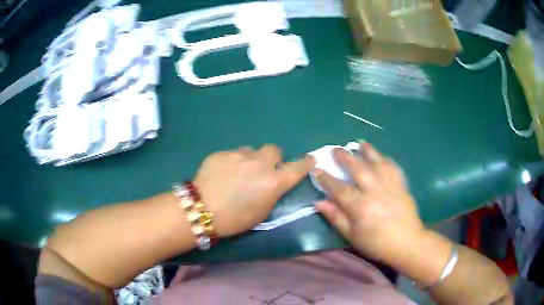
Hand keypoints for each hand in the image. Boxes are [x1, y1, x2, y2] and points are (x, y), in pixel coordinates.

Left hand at [194, 145, 315, 236]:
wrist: (202, 209)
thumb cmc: (235, 219)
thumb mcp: (262, 212)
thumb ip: (272, 193)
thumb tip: (273, 182)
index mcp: (273, 182)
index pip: (298, 167)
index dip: (306, 163)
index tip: (310, 159)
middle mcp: (260, 164)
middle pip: (274, 149)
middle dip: (272, 158)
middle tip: (263, 169)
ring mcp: (240, 155)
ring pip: (252, 150)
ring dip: (251, 159)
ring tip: (239, 172)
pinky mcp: (223, 153)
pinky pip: (233, 153)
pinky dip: (233, 161)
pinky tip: (223, 173)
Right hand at [314, 142, 424, 265]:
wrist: (407, 243)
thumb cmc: (377, 243)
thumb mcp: (353, 236)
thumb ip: (336, 218)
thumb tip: (318, 203)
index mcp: (360, 207)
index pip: (339, 189)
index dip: (326, 178)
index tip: (317, 168)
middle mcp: (375, 192)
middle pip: (358, 169)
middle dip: (345, 157)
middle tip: (336, 149)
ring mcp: (390, 186)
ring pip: (377, 163)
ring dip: (367, 151)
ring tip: (360, 143)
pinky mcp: (402, 185)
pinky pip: (393, 167)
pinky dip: (386, 160)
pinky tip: (381, 157)